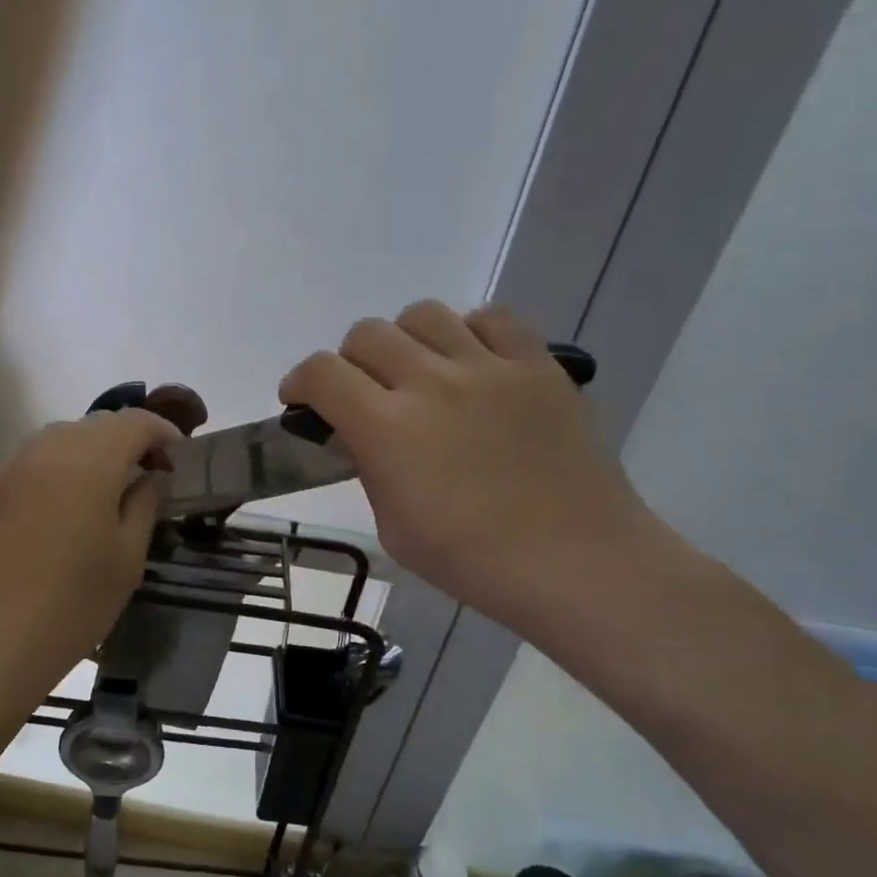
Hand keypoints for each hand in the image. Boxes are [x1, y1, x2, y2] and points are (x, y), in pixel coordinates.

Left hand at [0, 408, 181, 703]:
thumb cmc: (75, 603)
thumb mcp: (128, 556)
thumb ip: (145, 503)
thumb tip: (154, 475)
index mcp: (90, 460)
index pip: (134, 421)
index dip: (162, 432)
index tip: (178, 458)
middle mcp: (47, 448)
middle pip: (97, 424)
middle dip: (129, 439)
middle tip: (148, 473)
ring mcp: (10, 466)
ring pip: (61, 437)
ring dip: (92, 450)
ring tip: (107, 486)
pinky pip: (32, 459)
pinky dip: (58, 465)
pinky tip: (64, 503)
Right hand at [279, 301, 659, 631]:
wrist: (577, 562)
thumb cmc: (475, 561)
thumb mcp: (394, 527)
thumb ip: (368, 468)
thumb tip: (356, 433)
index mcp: (388, 428)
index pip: (322, 372)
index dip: (300, 381)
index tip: (301, 400)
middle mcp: (432, 382)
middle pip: (367, 333)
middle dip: (349, 361)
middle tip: (363, 394)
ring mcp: (489, 367)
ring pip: (424, 314)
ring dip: (405, 340)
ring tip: (418, 372)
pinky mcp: (538, 364)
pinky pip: (493, 318)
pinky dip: (469, 332)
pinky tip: (472, 363)